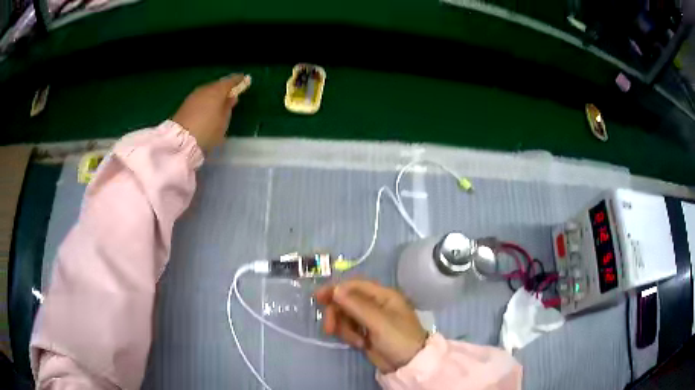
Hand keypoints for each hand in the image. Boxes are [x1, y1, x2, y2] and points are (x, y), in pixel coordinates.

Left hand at [171, 74, 249, 151]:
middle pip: (217, 85)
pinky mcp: (185, 104)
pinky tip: (206, 109)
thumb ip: (228, 106)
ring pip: (207, 92)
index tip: (245, 79)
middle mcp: (205, 89)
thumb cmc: (208, 130)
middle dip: (224, 88)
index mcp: (217, 90)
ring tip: (218, 103)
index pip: (230, 81)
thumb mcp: (223, 121)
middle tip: (231, 94)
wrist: (181, 140)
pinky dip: (205, 101)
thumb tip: (232, 97)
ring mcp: (193, 96)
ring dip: (213, 95)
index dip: (238, 80)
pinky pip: (199, 99)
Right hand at [316, 280, 427, 372]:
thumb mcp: (379, 321)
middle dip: (336, 313)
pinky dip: (349, 335)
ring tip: (355, 342)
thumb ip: (356, 305)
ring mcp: (370, 319)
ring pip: (345, 315)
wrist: (408, 365)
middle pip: (346, 300)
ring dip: (344, 328)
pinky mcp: (365, 332)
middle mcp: (375, 304)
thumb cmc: (399, 339)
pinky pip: (348, 328)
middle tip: (329, 328)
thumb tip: (335, 289)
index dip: (336, 288)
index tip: (318, 298)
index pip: (355, 285)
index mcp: (383, 295)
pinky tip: (359, 345)